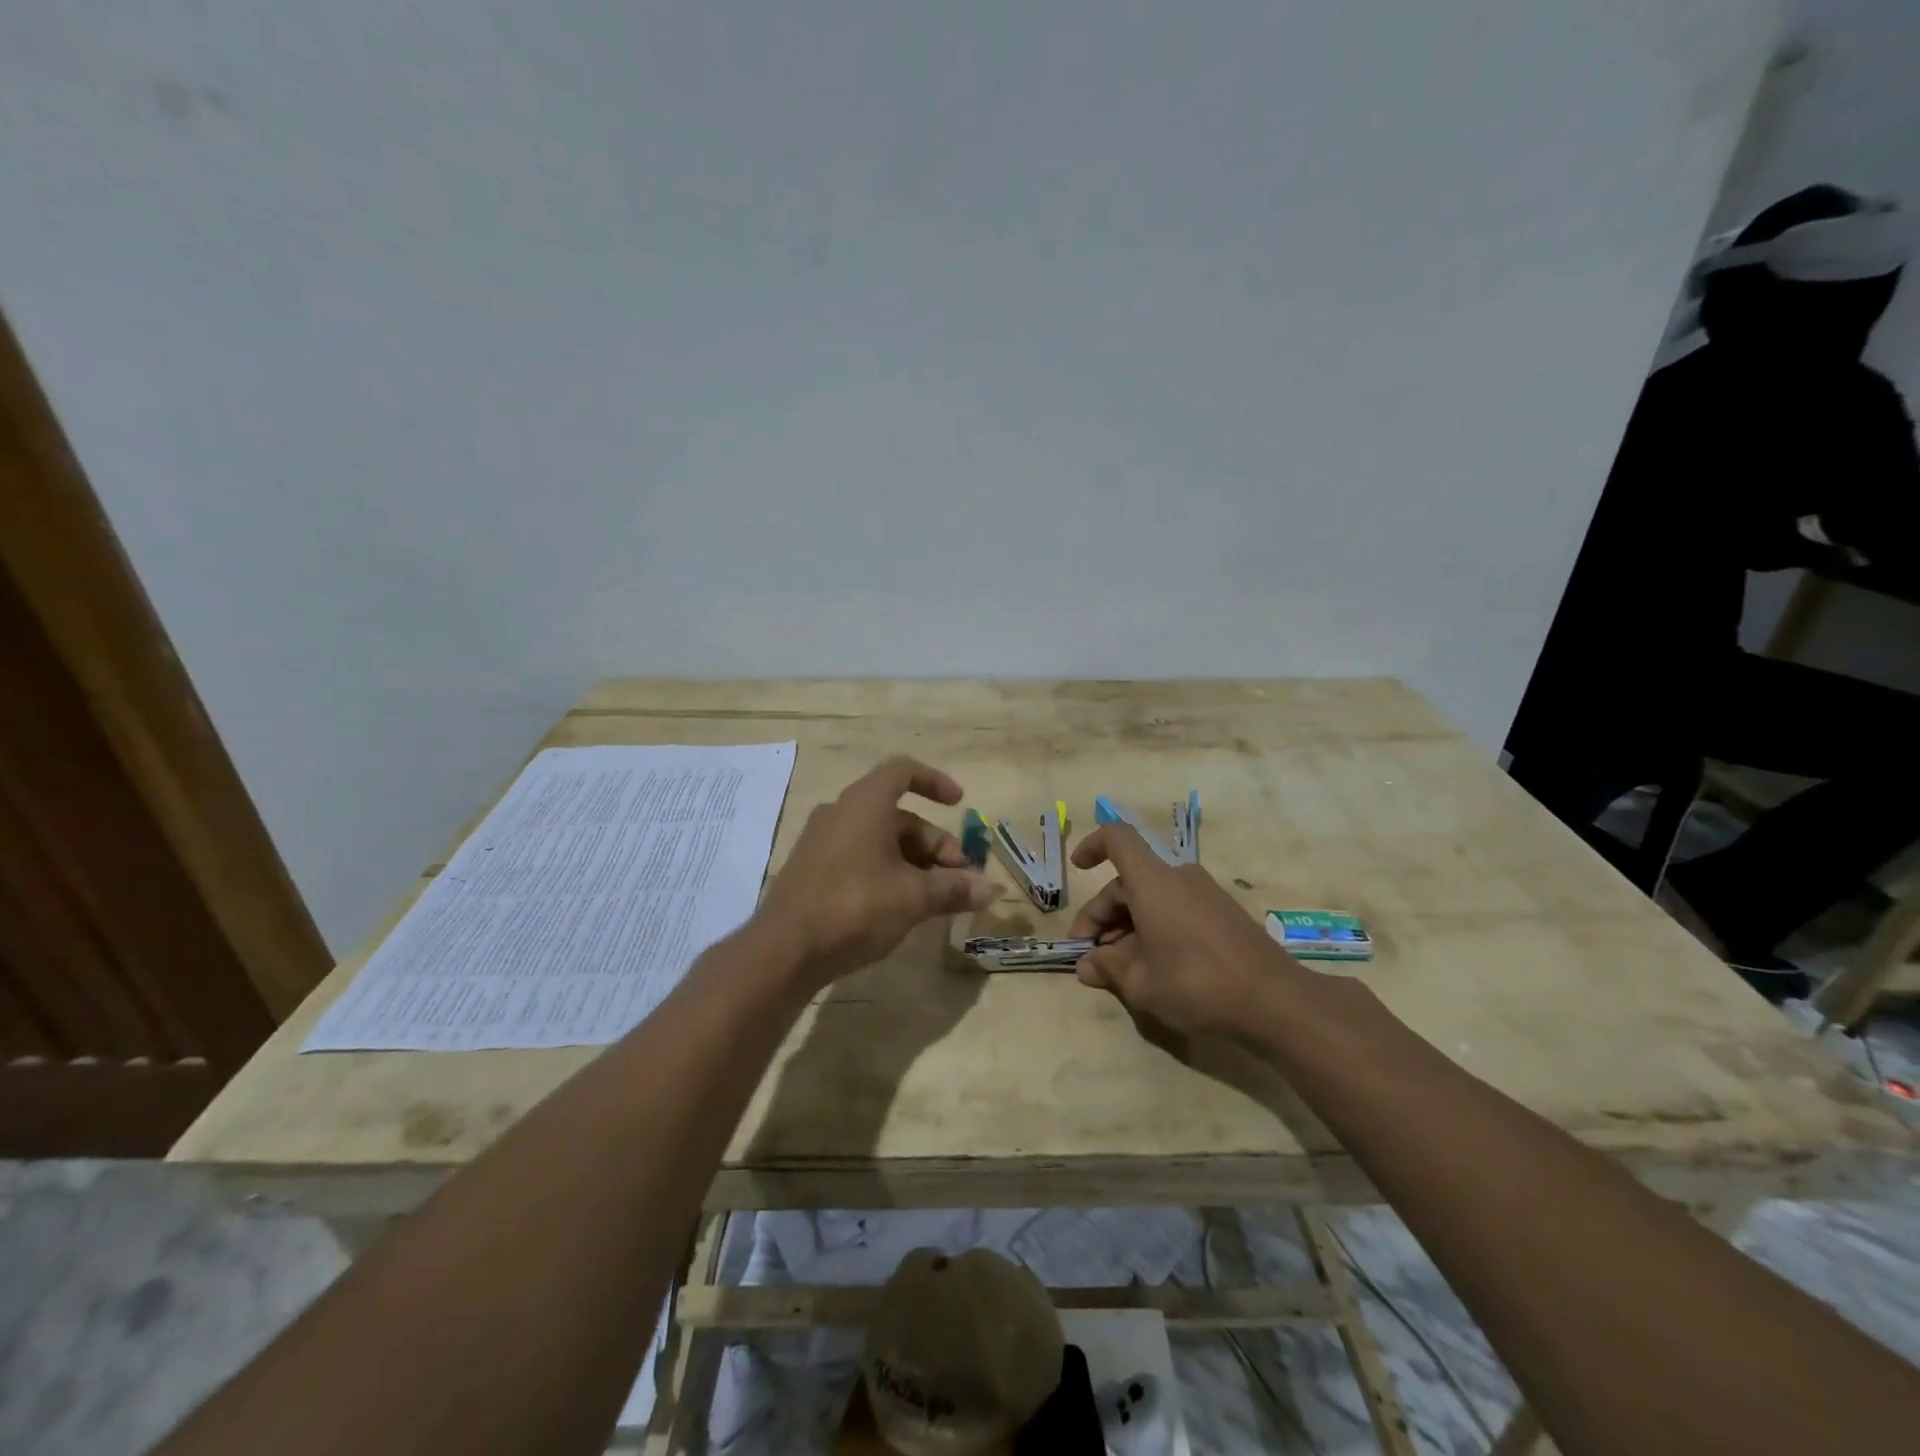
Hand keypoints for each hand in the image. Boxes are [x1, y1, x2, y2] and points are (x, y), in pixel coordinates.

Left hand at [757, 757, 1000, 986]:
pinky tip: (902, 907)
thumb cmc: (854, 907)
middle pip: (899, 816)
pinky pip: (860, 858)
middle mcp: (841, 813)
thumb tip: (994, 890)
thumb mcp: (913, 898)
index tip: (959, 804)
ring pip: (880, 841)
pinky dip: (888, 872)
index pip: (903, 772)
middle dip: (935, 845)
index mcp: (864, 804)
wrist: (783, 950)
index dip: (935, 782)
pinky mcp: (812, 870)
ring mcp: (822, 842)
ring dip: (915, 863)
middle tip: (958, 880)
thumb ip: (954, 889)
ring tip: (937, 899)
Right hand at [1068, 824, 1303, 1035]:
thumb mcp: (1140, 982)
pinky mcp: (1223, 914)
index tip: (1078, 869)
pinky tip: (1155, 967)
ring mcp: (1205, 894)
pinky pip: (1176, 909)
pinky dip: (1155, 928)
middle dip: (1102, 915)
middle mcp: (1178, 877)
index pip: (1117, 839)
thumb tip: (1087, 965)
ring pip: (1152, 898)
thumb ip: (1107, 968)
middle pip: (1128, 880)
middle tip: (1091, 956)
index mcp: (1152, 882)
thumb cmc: (1196, 983)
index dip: (1092, 846)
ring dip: (1128, 926)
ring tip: (1120, 969)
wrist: (1276, 1001)